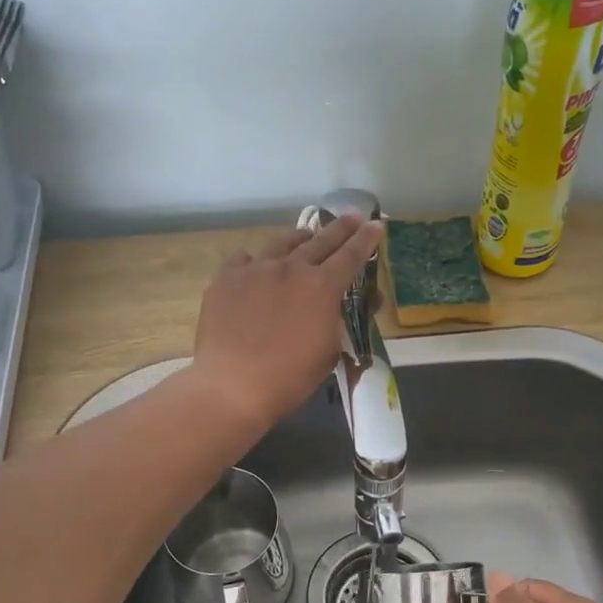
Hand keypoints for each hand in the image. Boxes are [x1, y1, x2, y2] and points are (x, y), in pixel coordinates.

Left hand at [189, 213, 381, 430]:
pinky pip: (245, 259)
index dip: (366, 240)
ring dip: (300, 239)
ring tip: (306, 236)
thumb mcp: (329, 352)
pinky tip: (257, 266)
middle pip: (320, 241)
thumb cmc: (290, 377)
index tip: (376, 225)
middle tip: (352, 217)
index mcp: (322, 287)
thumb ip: (340, 322)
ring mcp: (255, 269)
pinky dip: (257, 260)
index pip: (351, 255)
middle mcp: (291, 268)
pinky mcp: (226, 278)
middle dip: (340, 228)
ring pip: (282, 243)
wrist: (233, 385)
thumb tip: (351, 305)